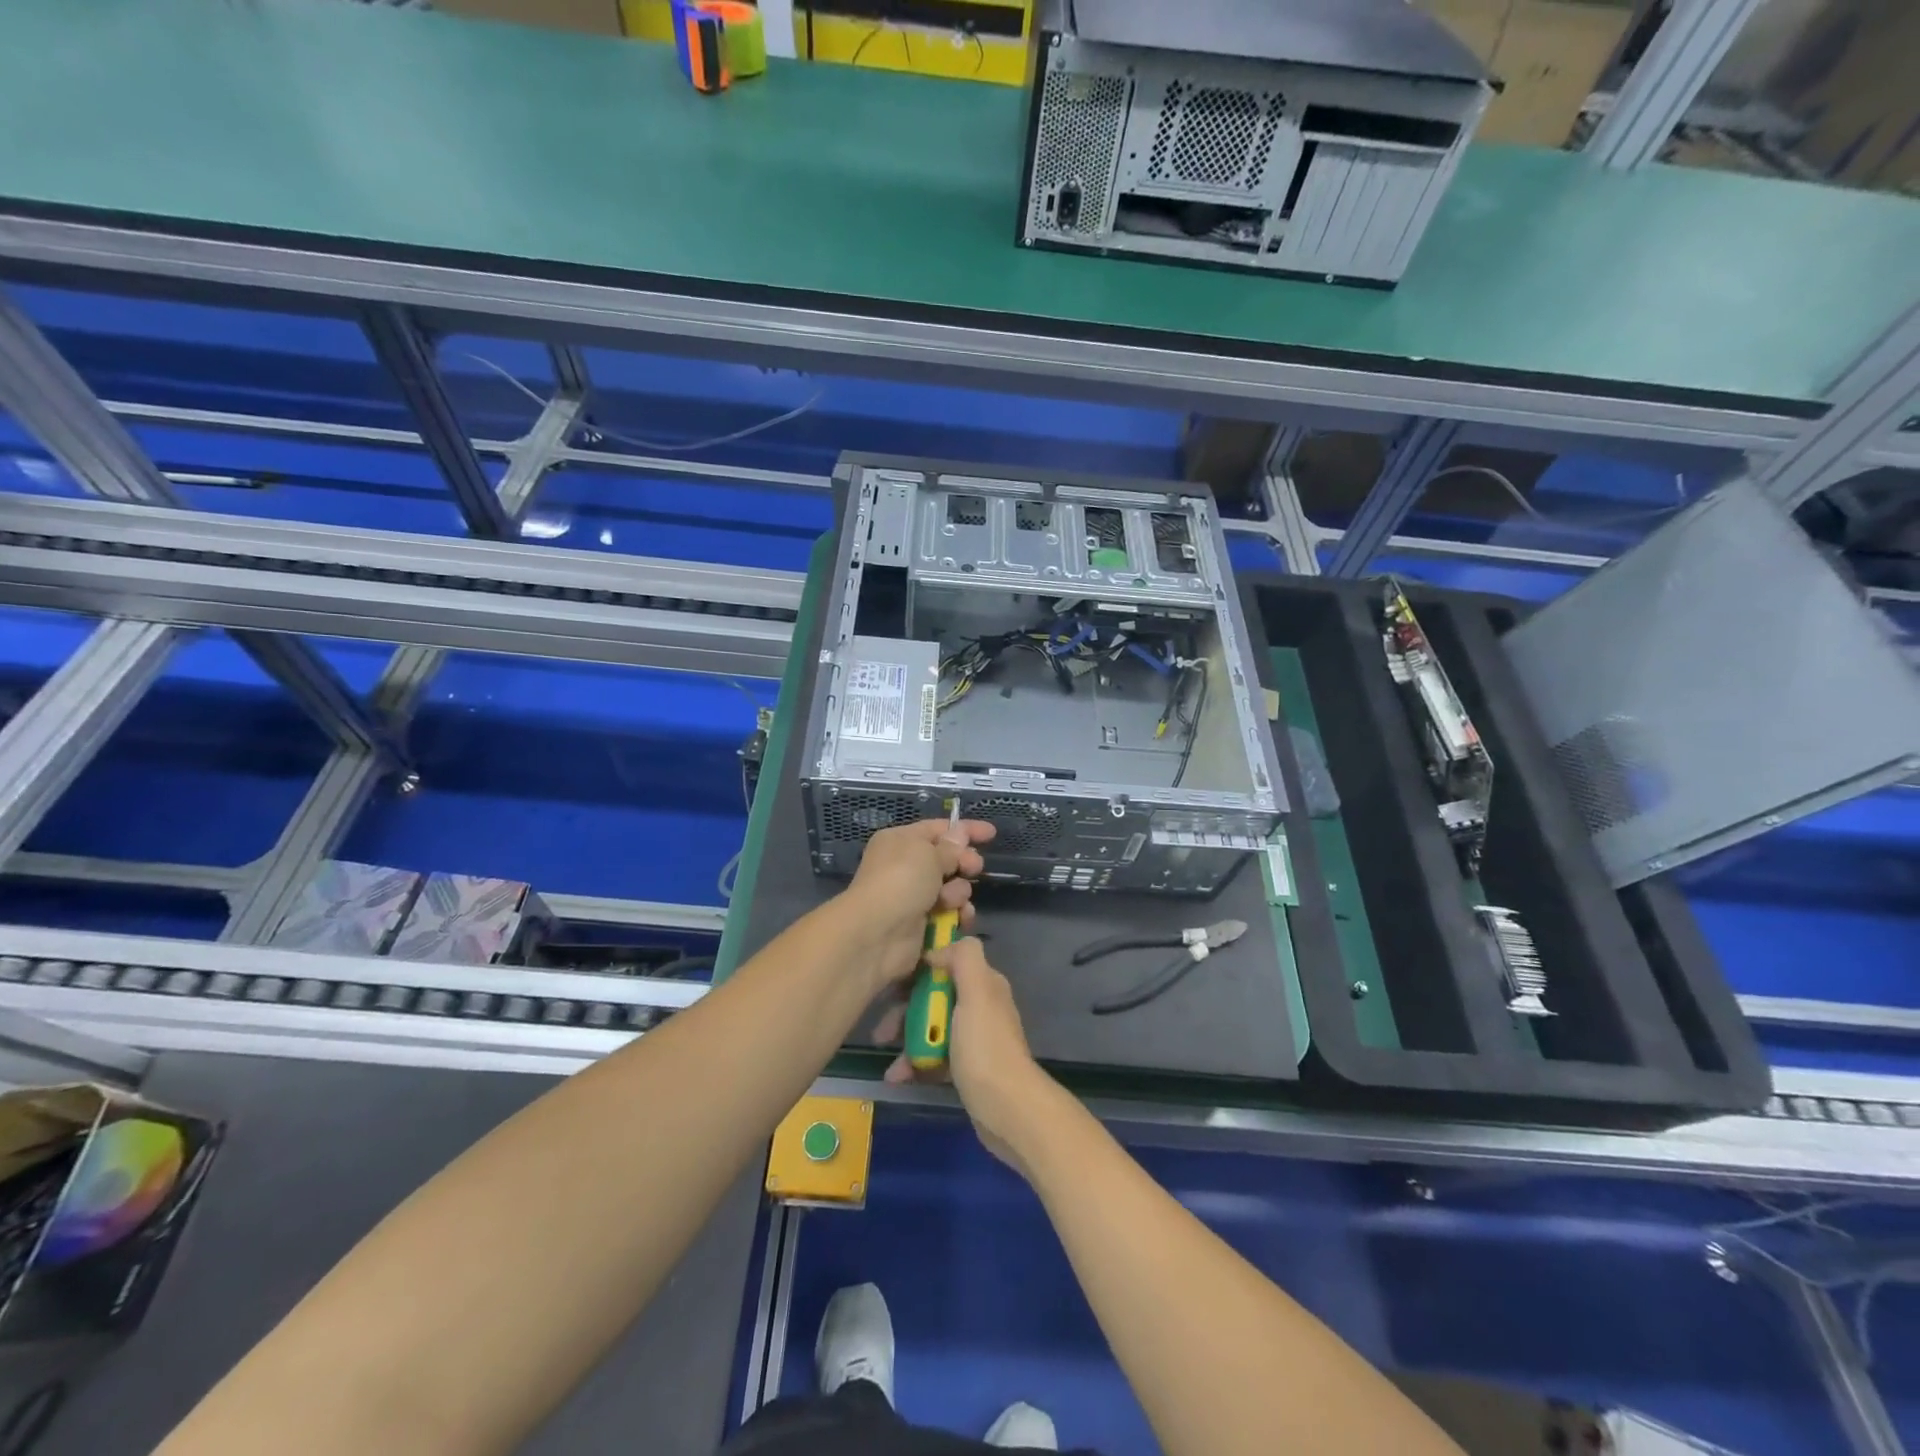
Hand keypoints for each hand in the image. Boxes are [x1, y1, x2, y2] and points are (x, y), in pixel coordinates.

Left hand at [841, 818, 994, 994]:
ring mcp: (913, 896)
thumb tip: (960, 834)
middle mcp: (905, 866)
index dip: (965, 830)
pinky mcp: (921, 923)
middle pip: (947, 859)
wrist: (877, 933)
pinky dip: (957, 913)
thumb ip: (950, 847)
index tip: (991, 834)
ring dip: (959, 892)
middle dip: (964, 862)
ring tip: (951, 899)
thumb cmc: (901, 881)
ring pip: (952, 887)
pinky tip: (960, 918)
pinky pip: (949, 912)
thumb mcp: (928, 854)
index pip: (938, 829)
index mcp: (901, 841)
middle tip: (973, 868)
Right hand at [884, 938, 1054, 1174]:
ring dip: (906, 1037)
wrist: (1008, 1110)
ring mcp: (973, 1038)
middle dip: (905, 1009)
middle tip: (881, 1028)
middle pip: (935, 996)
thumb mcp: (977, 991)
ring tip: (884, 1052)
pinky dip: (914, 1062)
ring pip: (931, 1027)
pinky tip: (897, 1075)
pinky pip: (934, 1055)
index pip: (947, 962)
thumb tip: (939, 949)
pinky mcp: (966, 1068)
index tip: (891, 980)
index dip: (919, 968)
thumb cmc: (985, 1046)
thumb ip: (964, 958)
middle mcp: (980, 1006)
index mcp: (984, 983)